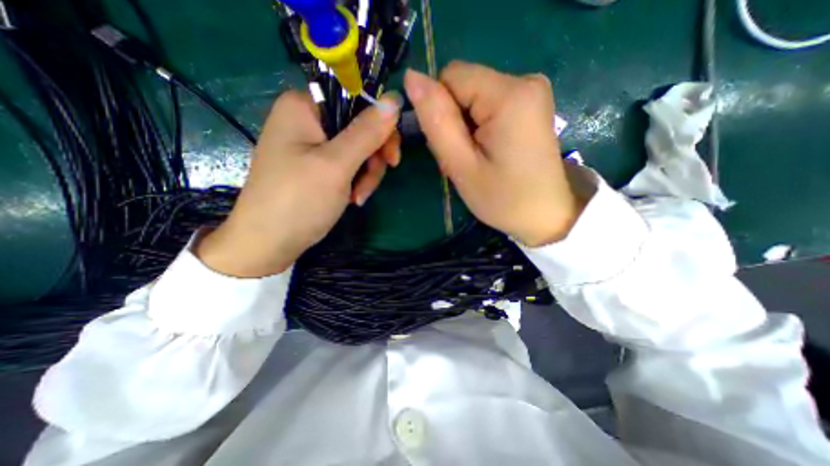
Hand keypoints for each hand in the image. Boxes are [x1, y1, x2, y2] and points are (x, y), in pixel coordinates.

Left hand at [196, 88, 400, 276]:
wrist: (270, 243)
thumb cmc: (299, 200)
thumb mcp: (337, 165)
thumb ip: (367, 132)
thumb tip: (395, 99)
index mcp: (304, 106)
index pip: (357, 100)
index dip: (380, 127)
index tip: (391, 157)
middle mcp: (307, 120)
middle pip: (360, 128)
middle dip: (372, 159)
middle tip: (370, 183)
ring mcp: (312, 145)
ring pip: (358, 150)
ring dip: (366, 175)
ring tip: (358, 198)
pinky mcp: (316, 166)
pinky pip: (348, 165)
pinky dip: (356, 182)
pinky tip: (352, 199)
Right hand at [402, 63, 581, 248]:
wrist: (546, 214)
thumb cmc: (503, 198)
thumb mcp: (462, 166)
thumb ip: (436, 121)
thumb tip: (412, 77)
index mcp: (509, 94)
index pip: (450, 77)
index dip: (440, 110)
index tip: (451, 146)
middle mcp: (525, 80)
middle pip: (463, 86)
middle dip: (453, 121)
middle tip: (463, 158)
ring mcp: (531, 91)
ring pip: (473, 98)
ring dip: (464, 128)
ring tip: (476, 159)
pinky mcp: (531, 105)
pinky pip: (488, 105)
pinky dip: (479, 128)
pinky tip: (487, 152)